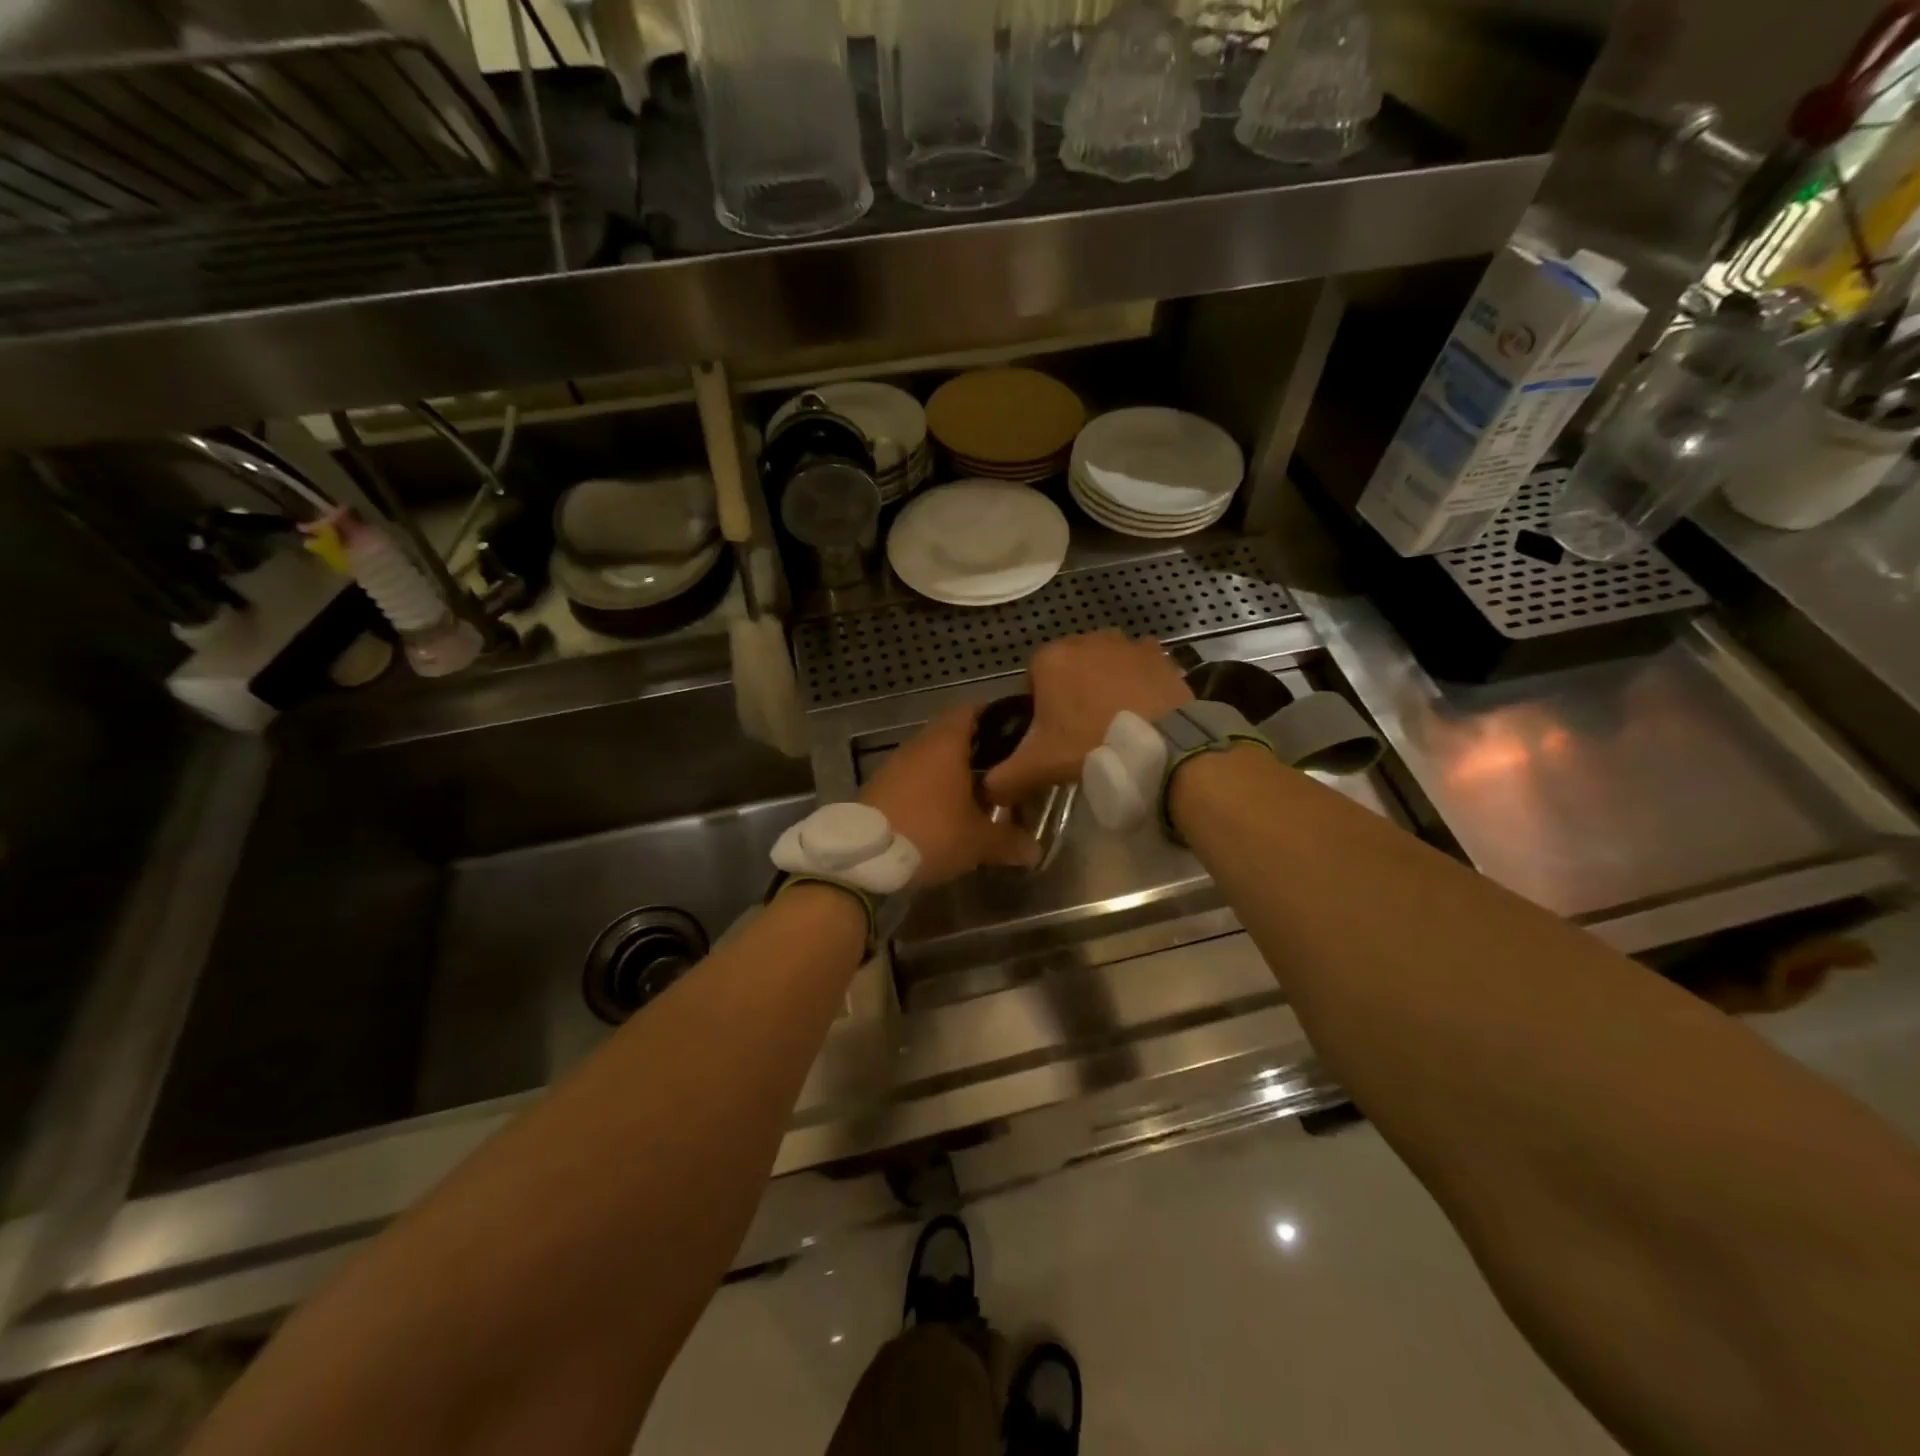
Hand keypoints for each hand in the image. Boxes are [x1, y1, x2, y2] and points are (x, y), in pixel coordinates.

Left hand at [861, 707, 1037, 885]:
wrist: (863, 856)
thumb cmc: (931, 832)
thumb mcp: (978, 841)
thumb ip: (1010, 841)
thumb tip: (1036, 851)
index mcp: (946, 742)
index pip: (972, 710)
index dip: (994, 717)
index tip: (1015, 732)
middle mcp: (919, 744)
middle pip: (952, 735)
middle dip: (977, 752)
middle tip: (1002, 771)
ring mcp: (894, 765)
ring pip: (930, 759)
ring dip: (951, 773)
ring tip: (975, 797)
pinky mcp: (878, 787)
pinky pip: (912, 779)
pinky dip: (929, 790)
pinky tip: (942, 814)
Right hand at [984, 631, 1192, 805]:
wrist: (1161, 744)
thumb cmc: (1090, 744)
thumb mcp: (1038, 767)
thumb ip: (1004, 778)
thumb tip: (988, 790)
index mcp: (1050, 659)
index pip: (1033, 677)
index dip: (1039, 705)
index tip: (1051, 732)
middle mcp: (1085, 640)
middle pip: (1069, 666)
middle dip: (1071, 690)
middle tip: (1081, 728)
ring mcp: (1125, 643)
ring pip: (1104, 662)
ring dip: (1104, 682)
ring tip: (1113, 719)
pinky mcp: (1158, 654)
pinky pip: (1138, 664)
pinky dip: (1136, 680)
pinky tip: (1141, 708)